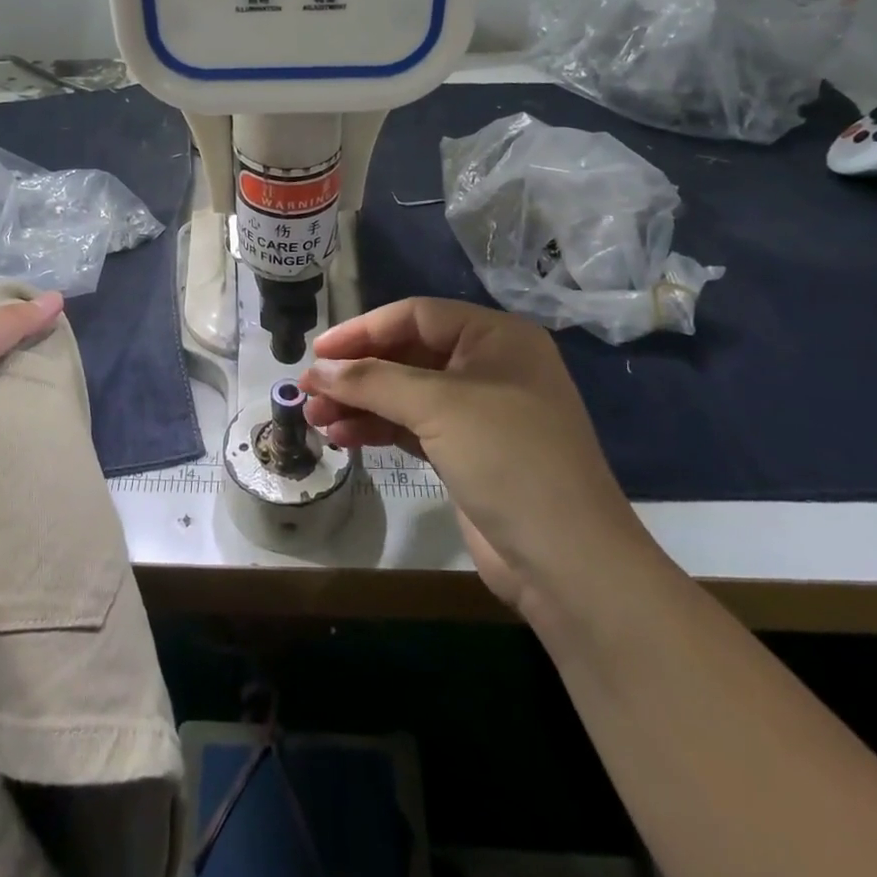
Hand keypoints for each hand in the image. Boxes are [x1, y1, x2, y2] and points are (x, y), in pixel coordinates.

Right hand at [301, 298, 647, 612]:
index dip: (362, 330)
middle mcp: (489, 366)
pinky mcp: (468, 451)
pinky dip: (378, 428)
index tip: (318, 352)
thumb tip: (317, 370)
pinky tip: (341, 436)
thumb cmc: (509, 458)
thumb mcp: (439, 407)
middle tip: (308, 390)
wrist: (568, 561)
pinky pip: (413, 426)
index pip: (416, 315)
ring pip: (406, 394)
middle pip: (407, 355)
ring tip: (315, 418)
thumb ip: (373, 381)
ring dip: (360, 403)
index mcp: (496, 337)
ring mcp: (480, 411)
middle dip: (357, 373)